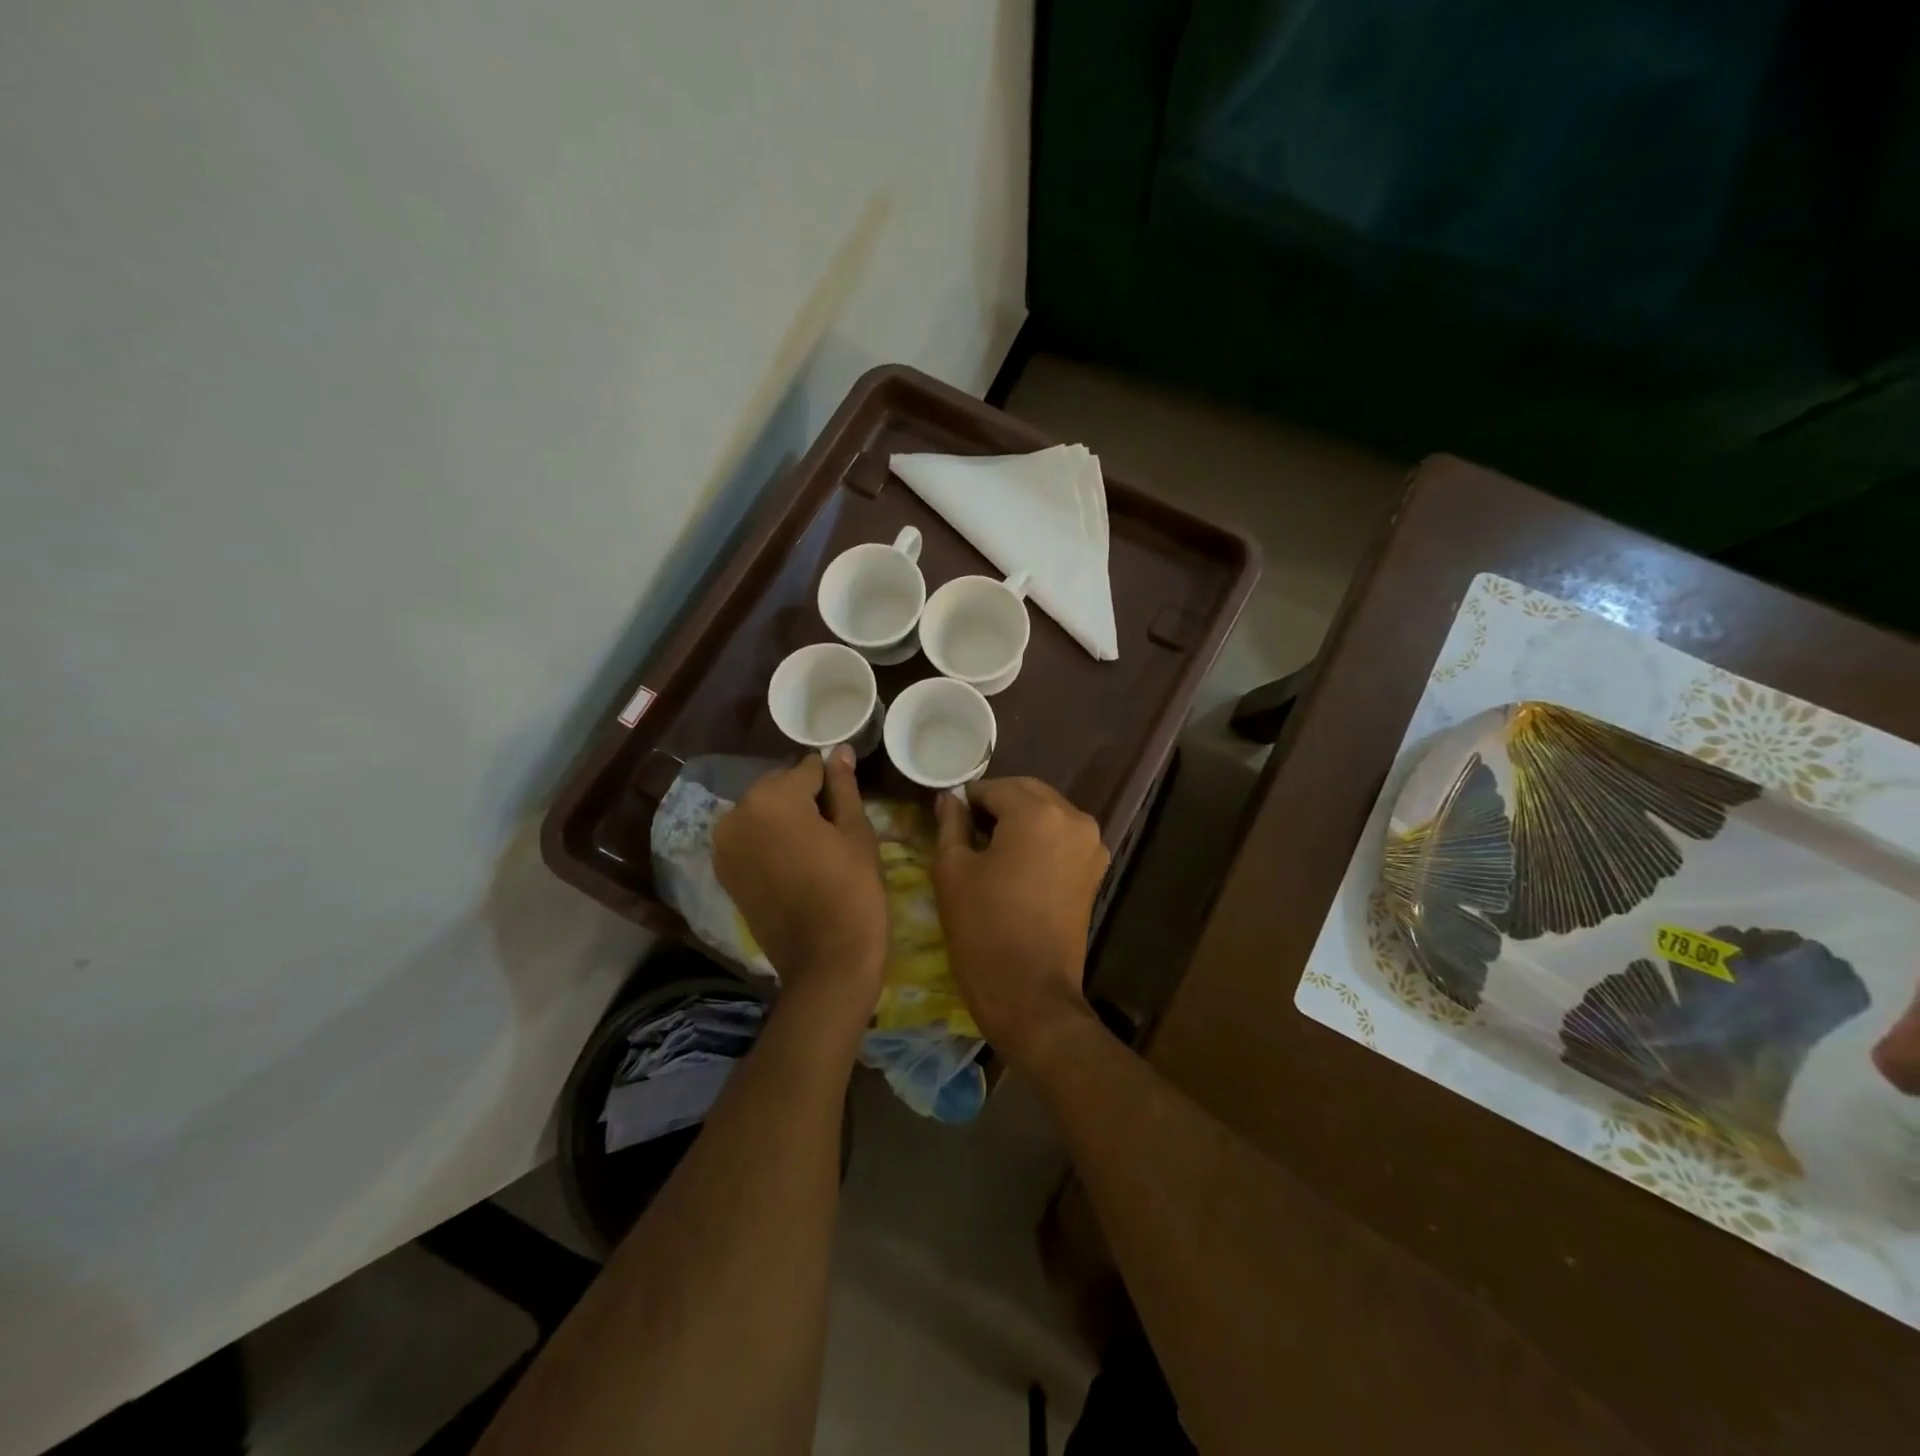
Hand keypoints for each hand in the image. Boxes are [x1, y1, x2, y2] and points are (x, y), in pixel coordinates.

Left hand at [713, 747, 886, 1018]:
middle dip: (805, 799)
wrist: (826, 962)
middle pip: (779, 787)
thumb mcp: (855, 832)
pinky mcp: (724, 872)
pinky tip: (795, 864)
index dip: (833, 783)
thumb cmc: (852, 890)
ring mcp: (724, 845)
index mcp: (771, 797)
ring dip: (785, 820)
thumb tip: (839, 749)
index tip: (849, 805)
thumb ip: (843, 786)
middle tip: (835, 830)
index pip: (808, 769)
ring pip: (763, 813)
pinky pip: (750, 839)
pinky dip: (769, 842)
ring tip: (816, 849)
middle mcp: (736, 813)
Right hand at [932, 778, 1109, 1065]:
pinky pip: (1062, 836)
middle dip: (996, 803)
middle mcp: (1074, 818)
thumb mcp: (952, 870)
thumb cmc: (983, 929)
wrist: (1030, 994)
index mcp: (1038, 813)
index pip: (994, 787)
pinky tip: (1016, 863)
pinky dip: (1039, 838)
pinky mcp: (1095, 869)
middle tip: (966, 830)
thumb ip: (951, 823)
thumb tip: (950, 798)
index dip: (967, 799)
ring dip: (1019, 819)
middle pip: (1027, 793)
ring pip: (1047, 812)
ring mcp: (1091, 844)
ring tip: (989, 848)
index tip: (948, 817)